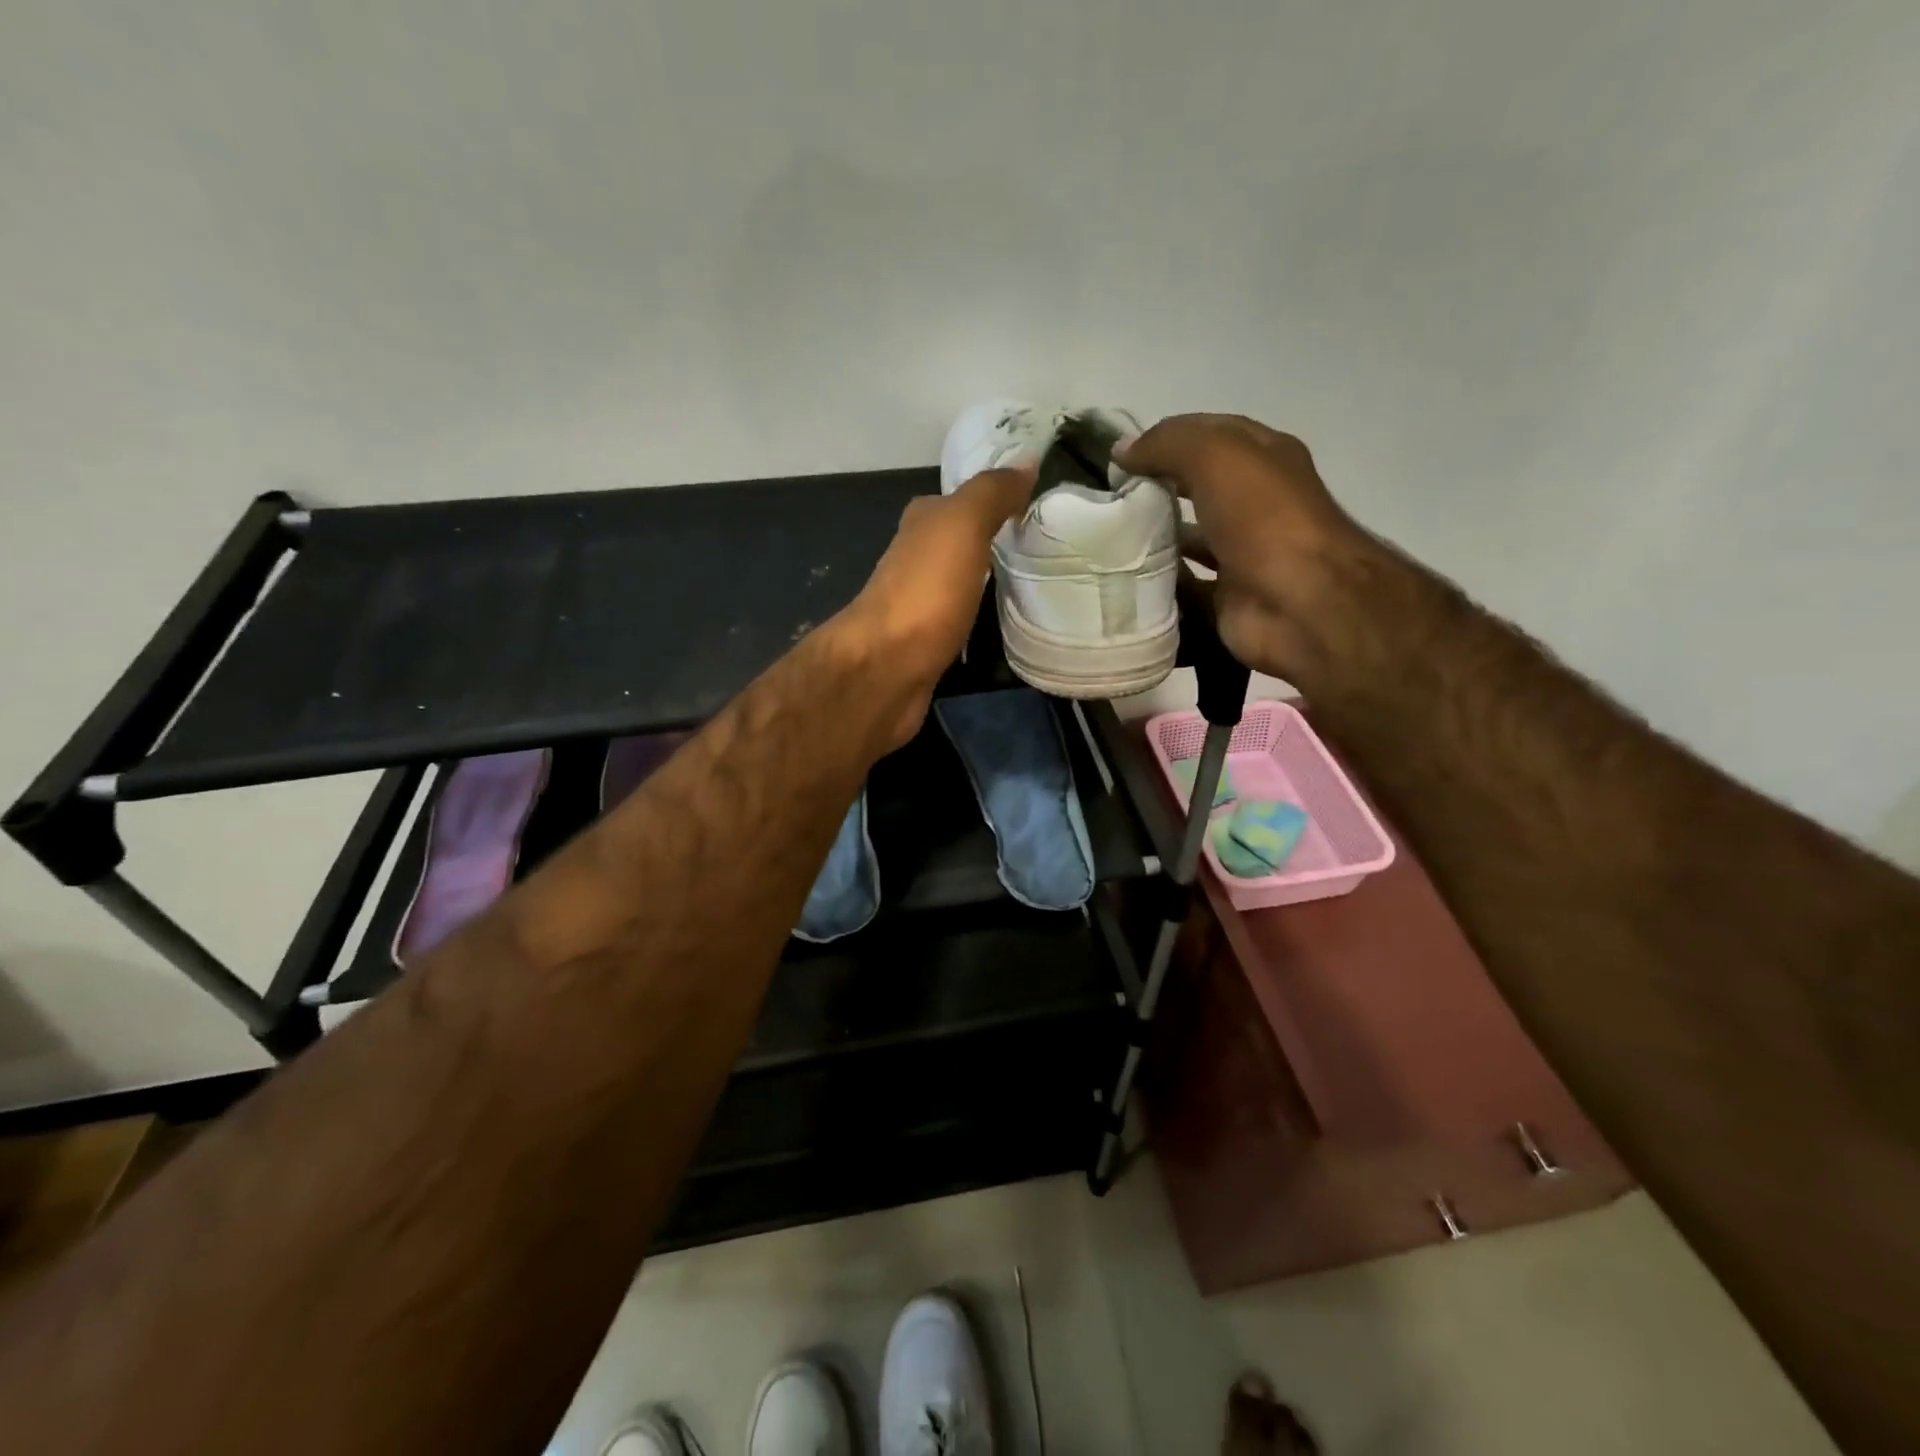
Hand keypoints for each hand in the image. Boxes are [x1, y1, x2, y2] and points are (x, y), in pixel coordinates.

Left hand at [832, 466, 1032, 745]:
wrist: (886, 669)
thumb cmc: (925, 592)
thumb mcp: (961, 526)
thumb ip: (991, 494)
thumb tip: (1026, 462)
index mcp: (921, 524)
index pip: (959, 500)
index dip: (994, 498)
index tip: (1037, 505)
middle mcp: (914, 560)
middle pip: (959, 542)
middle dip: (994, 541)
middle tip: (1043, 547)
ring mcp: (919, 605)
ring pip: (959, 582)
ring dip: (986, 581)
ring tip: (1034, 584)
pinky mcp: (926, 645)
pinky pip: (961, 620)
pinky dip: (979, 617)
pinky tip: (1002, 624)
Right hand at [1116, 415, 1374, 682]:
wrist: (1299, 602)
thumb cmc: (1263, 517)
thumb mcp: (1216, 455)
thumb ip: (1167, 443)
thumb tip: (1122, 451)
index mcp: (1263, 458)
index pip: (1207, 435)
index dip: (1163, 441)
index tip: (1117, 459)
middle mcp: (1255, 502)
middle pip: (1195, 487)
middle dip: (1153, 490)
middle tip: (1107, 501)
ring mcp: (1243, 551)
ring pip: (1188, 537)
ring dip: (1153, 538)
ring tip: (1107, 540)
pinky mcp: (1228, 595)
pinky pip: (1185, 584)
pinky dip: (1158, 582)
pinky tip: (1124, 579)